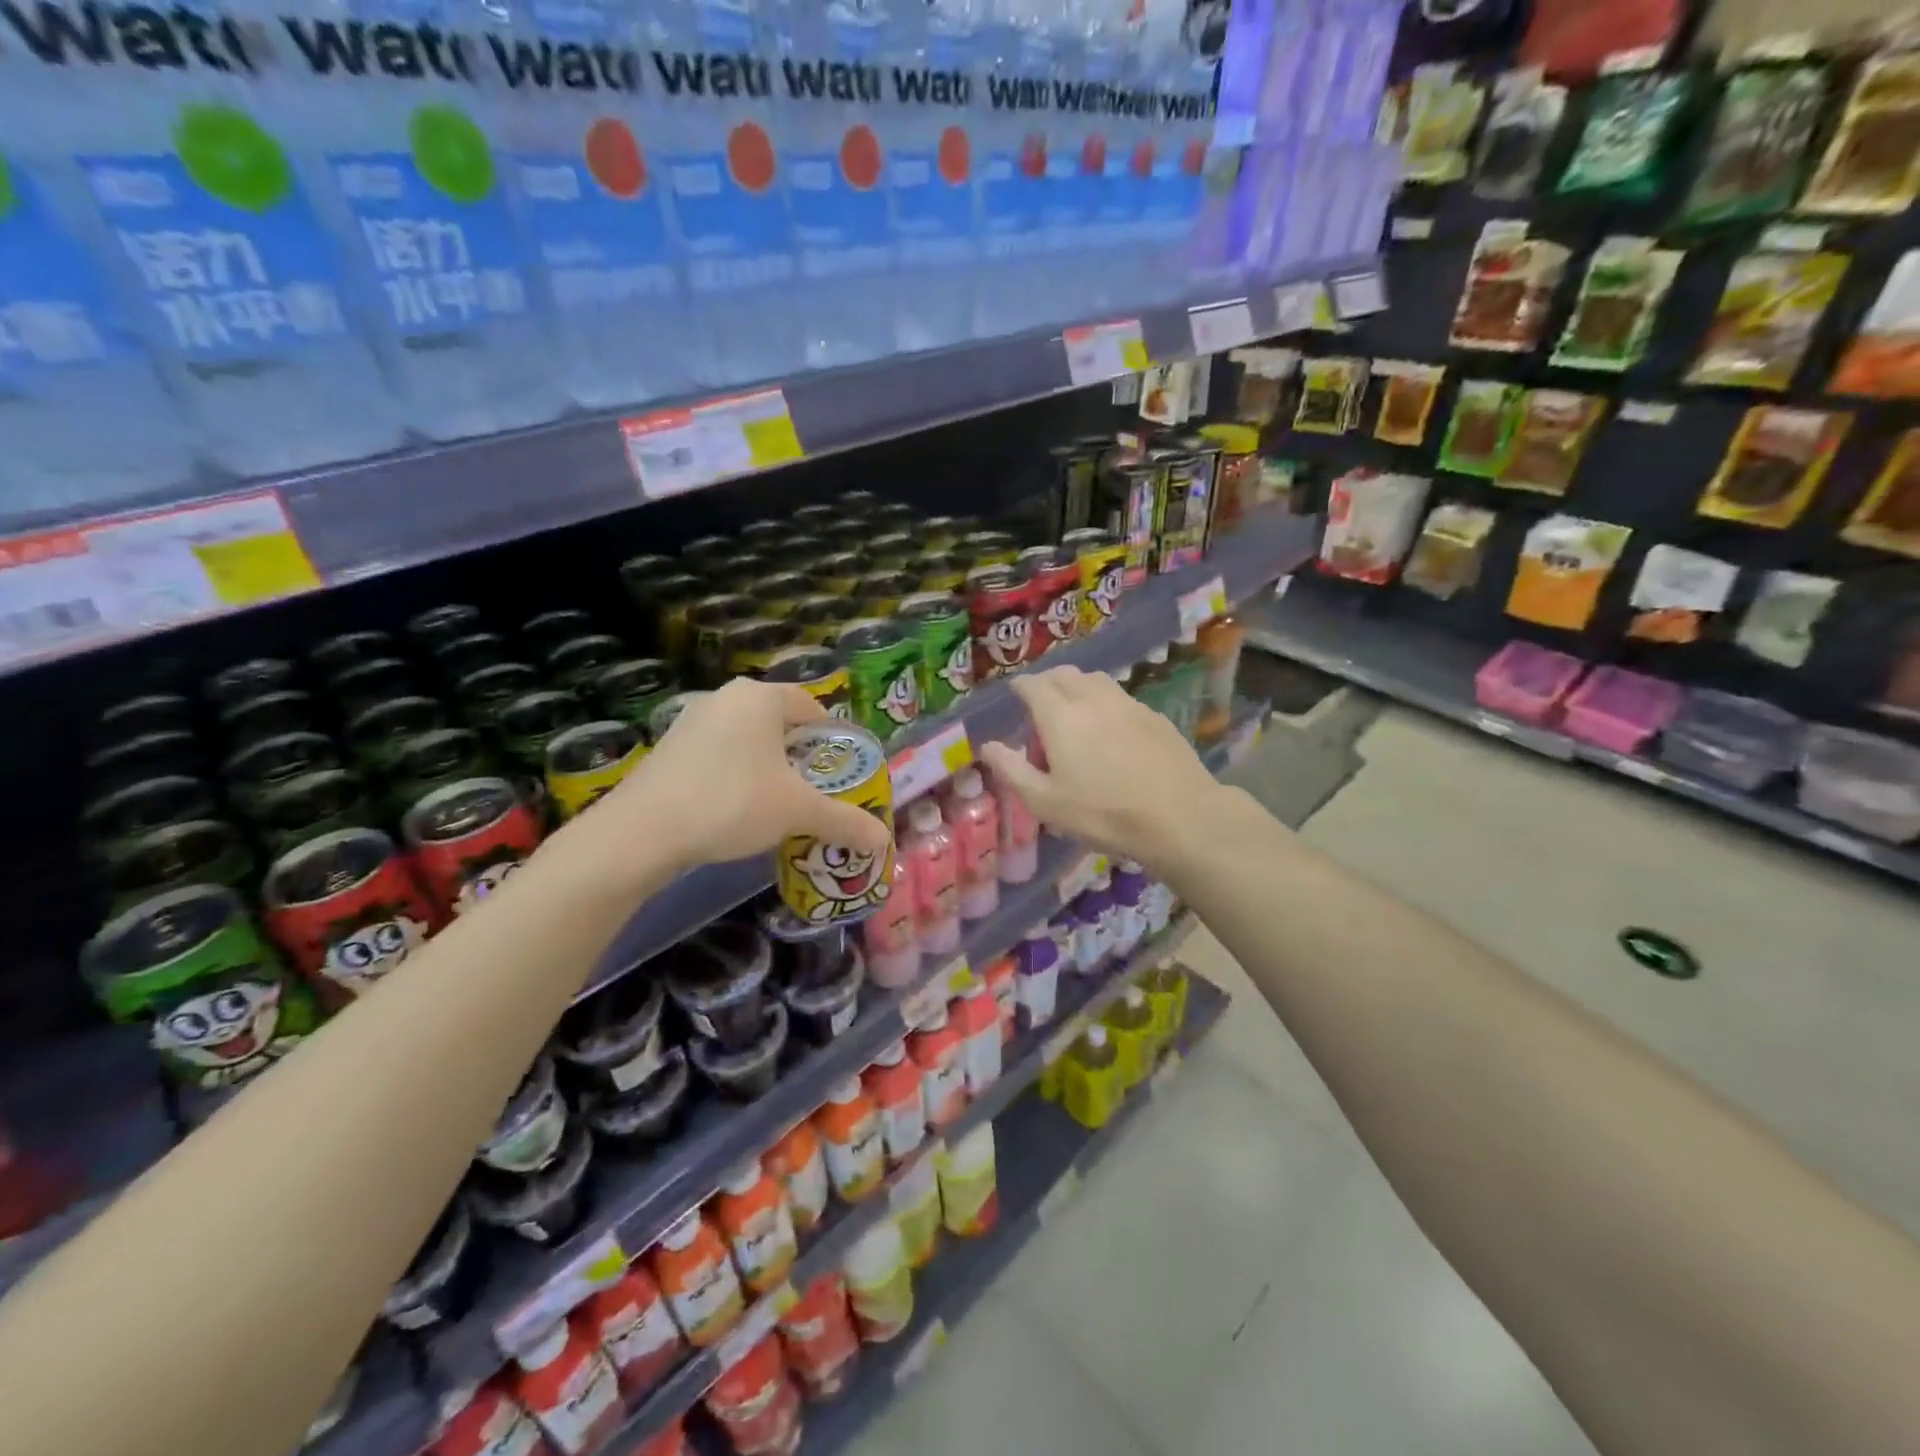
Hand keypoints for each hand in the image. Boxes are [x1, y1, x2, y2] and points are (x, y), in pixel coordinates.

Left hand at [563, 680, 893, 878]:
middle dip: (801, 756)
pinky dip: (736, 776)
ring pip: (748, 740)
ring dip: (768, 767)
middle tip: (816, 791)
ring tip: (779, 804)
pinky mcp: (669, 748)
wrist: (641, 832)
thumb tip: (884, 841)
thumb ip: (844, 821)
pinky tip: (736, 810)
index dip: (834, 739)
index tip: (843, 772)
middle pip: (780, 723)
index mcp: (761, 697)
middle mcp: (725, 698)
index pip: (812, 707)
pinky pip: (719, 755)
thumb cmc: (731, 803)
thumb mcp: (797, 812)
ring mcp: (692, 721)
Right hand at [979, 666, 1226, 872]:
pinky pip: (1120, 697)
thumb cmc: (1103, 813)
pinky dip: (1104, 702)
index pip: (1033, 685)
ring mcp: (1128, 703)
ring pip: (1095, 680)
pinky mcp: (1154, 716)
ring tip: (1073, 712)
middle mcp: (1092, 698)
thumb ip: (1012, 769)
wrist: (1179, 816)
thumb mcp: (1045, 801)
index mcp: (1060, 715)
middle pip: (1064, 674)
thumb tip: (987, 746)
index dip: (1020, 686)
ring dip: (1077, 687)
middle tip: (1040, 704)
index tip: (1015, 694)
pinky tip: (1109, 729)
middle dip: (1047, 682)